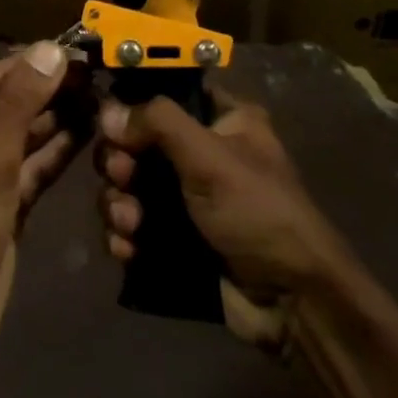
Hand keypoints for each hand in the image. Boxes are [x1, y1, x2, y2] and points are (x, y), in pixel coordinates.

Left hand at [0, 42, 80, 364]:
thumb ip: (20, 100)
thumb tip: (50, 49)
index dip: (36, 62)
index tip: (79, 48)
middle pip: (12, 104)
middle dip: (52, 89)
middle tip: (100, 74)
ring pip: (26, 135)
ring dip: (60, 118)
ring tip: (102, 98)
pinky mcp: (4, 202)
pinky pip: (33, 166)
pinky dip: (58, 151)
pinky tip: (89, 135)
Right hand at [95, 93, 361, 349]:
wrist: (291, 302)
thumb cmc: (258, 212)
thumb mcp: (211, 157)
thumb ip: (158, 124)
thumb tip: (106, 112)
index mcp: (221, 120)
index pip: (165, 95)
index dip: (132, 106)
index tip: (113, 126)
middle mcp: (200, 152)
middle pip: (135, 142)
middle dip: (119, 164)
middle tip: (122, 177)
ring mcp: (184, 197)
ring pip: (127, 186)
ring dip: (117, 204)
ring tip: (129, 225)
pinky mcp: (172, 237)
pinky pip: (131, 225)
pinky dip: (123, 235)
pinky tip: (127, 249)